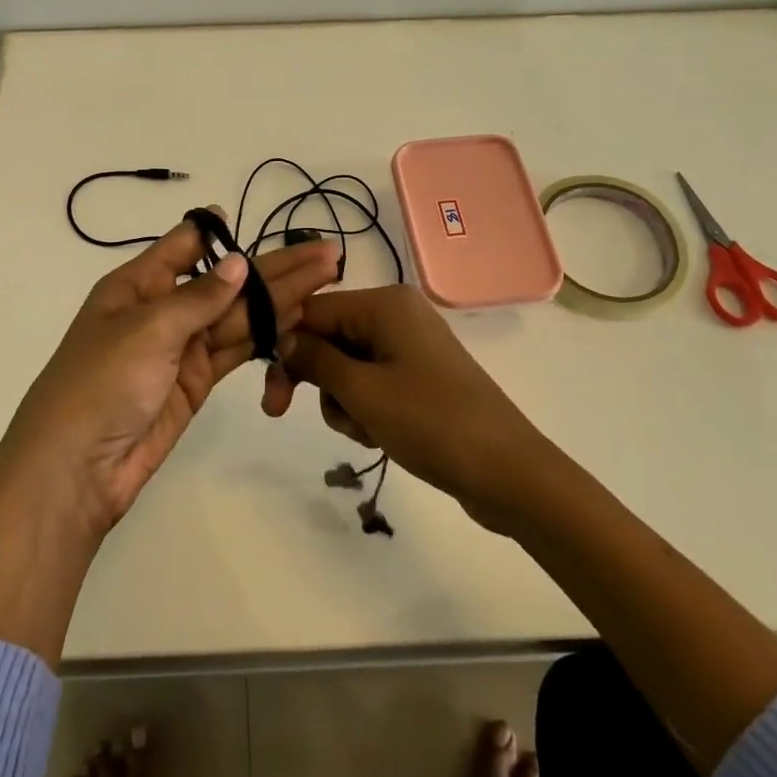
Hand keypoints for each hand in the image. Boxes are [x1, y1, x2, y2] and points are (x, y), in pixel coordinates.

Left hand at [0, 216, 342, 542]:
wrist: (77, 468)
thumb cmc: (101, 382)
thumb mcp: (147, 329)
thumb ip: (199, 297)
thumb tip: (239, 262)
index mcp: (138, 284)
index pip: (186, 246)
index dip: (223, 234)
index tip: (258, 223)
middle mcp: (163, 309)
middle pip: (226, 281)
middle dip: (275, 267)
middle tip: (327, 253)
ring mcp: (182, 348)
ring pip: (238, 315)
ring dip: (281, 297)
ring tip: (327, 277)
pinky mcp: (197, 382)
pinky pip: (236, 349)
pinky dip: (266, 333)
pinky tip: (298, 315)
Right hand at [261, 284, 547, 524]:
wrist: (508, 473)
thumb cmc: (431, 422)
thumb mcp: (362, 392)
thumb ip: (315, 360)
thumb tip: (282, 339)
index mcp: (384, 304)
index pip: (312, 312)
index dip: (284, 347)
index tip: (267, 391)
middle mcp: (396, 315)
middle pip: (327, 338)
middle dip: (315, 380)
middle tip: (281, 414)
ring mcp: (409, 347)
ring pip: (345, 367)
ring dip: (342, 401)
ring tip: (365, 430)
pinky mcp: (419, 377)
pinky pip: (371, 383)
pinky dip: (364, 408)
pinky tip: (379, 435)